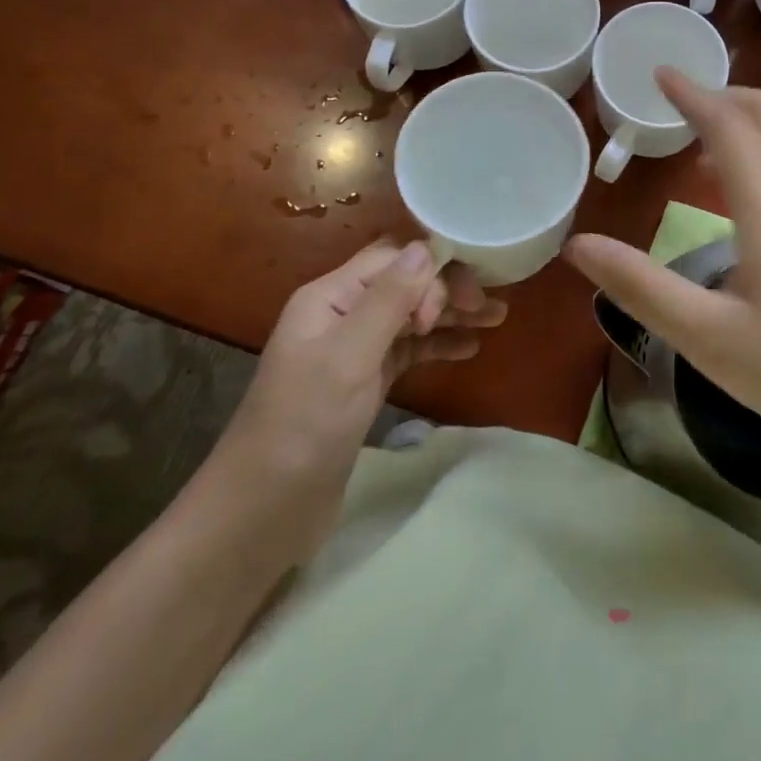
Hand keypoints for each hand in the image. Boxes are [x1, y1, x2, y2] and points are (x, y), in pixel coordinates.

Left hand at [216, 239, 503, 520]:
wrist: (263, 512)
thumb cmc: (304, 426)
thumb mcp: (349, 357)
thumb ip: (389, 301)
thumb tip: (426, 248)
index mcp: (330, 296)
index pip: (392, 258)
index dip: (431, 267)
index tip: (464, 298)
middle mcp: (343, 313)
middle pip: (406, 282)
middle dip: (448, 288)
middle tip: (487, 310)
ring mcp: (354, 348)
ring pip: (412, 315)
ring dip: (451, 314)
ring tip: (497, 318)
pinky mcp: (365, 382)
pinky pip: (409, 349)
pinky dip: (439, 344)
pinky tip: (469, 348)